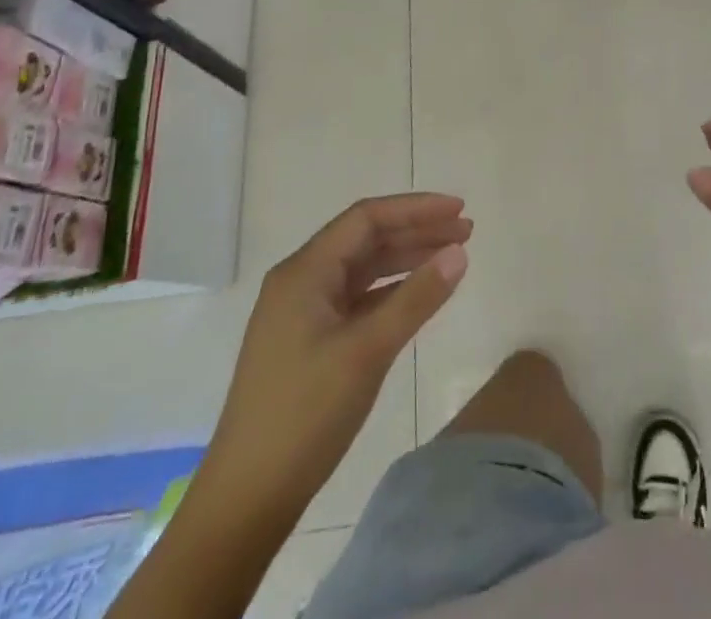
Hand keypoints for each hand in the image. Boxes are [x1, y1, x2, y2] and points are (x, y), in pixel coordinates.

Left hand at [204, 194, 471, 513]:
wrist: (245, 501)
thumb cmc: (304, 416)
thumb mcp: (367, 351)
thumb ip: (416, 298)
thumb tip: (459, 253)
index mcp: (304, 272)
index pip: (367, 218)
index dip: (416, 209)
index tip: (459, 209)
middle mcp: (301, 282)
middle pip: (366, 239)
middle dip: (416, 231)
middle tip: (466, 231)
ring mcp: (303, 313)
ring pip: (363, 269)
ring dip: (407, 259)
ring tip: (453, 257)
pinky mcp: (309, 342)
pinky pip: (358, 299)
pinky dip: (392, 290)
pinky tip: (420, 295)